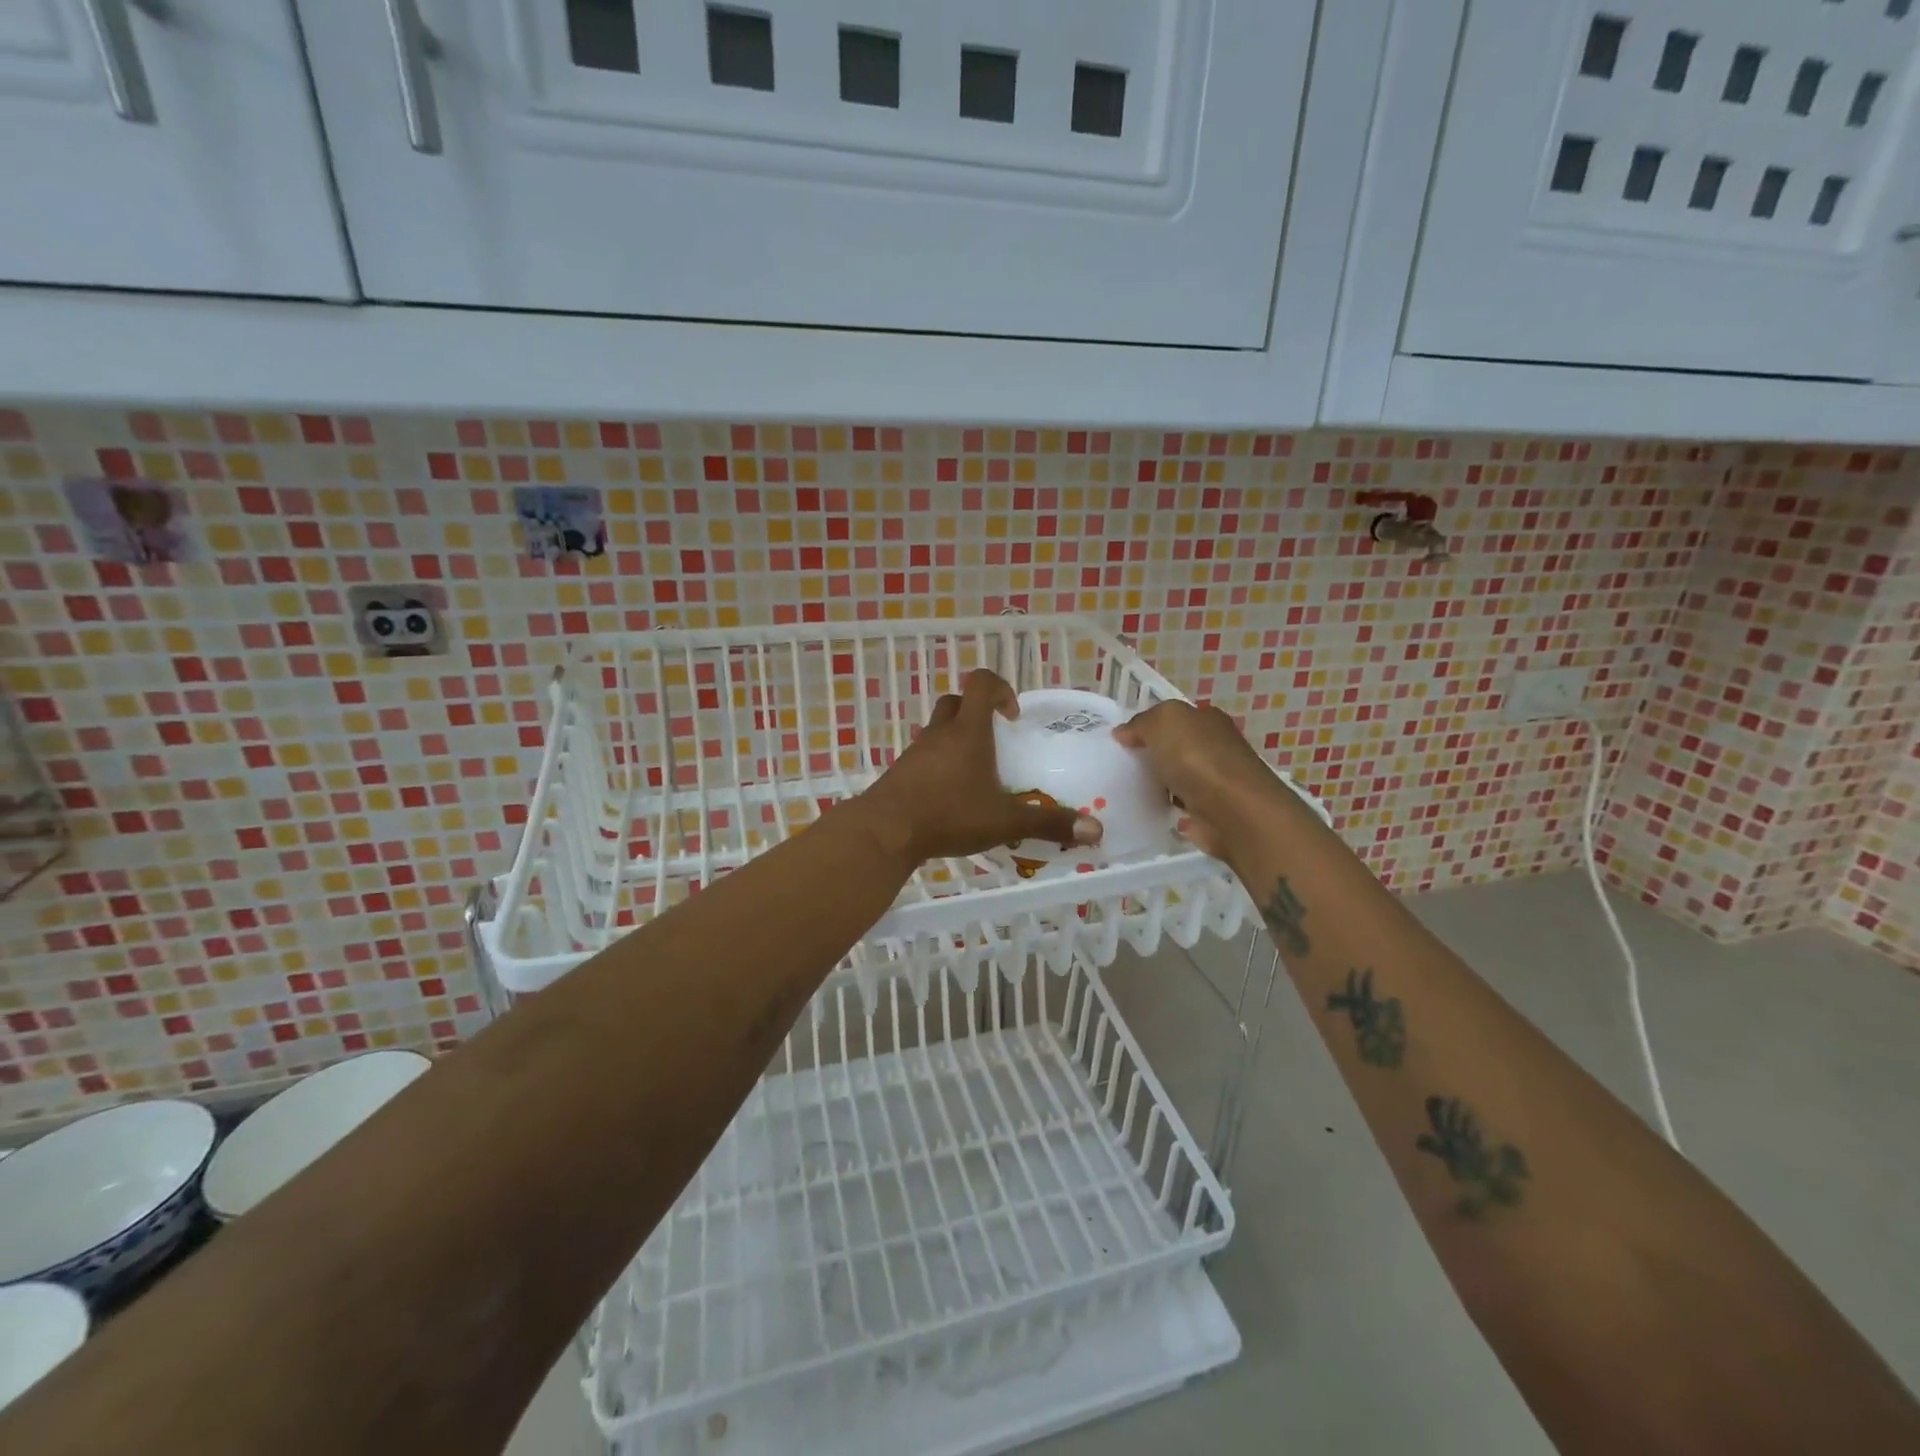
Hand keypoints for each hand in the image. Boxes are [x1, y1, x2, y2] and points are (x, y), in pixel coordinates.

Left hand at [861, 669, 1102, 864]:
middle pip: (956, 702)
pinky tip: (949, 796)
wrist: (885, 831)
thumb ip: (1049, 823)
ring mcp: (915, 752)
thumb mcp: (1005, 821)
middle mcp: (940, 733)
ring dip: (956, 740)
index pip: (981, 683)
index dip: (1000, 689)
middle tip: (995, 741)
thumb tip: (1096, 830)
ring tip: (975, 773)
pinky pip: (923, 756)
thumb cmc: (949, 815)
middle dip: (977, 713)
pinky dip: (938, 765)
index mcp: (968, 732)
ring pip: (937, 730)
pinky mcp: (899, 772)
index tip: (1012, 716)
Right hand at [1113, 700, 1284, 858]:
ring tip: (1124, 791)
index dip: (1147, 726)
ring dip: (1157, 784)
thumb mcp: (1163, 722)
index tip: (1120, 742)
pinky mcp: (1211, 812)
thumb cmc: (1198, 759)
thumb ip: (1141, 723)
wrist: (1234, 812)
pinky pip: (1180, 806)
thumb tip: (1124, 733)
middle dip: (1150, 756)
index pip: (1173, 718)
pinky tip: (1146, 811)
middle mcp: (1215, 747)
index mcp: (1207, 720)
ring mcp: (1214, 781)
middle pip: (1174, 747)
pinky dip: (1166, 809)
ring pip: (1176, 777)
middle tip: (1118, 767)